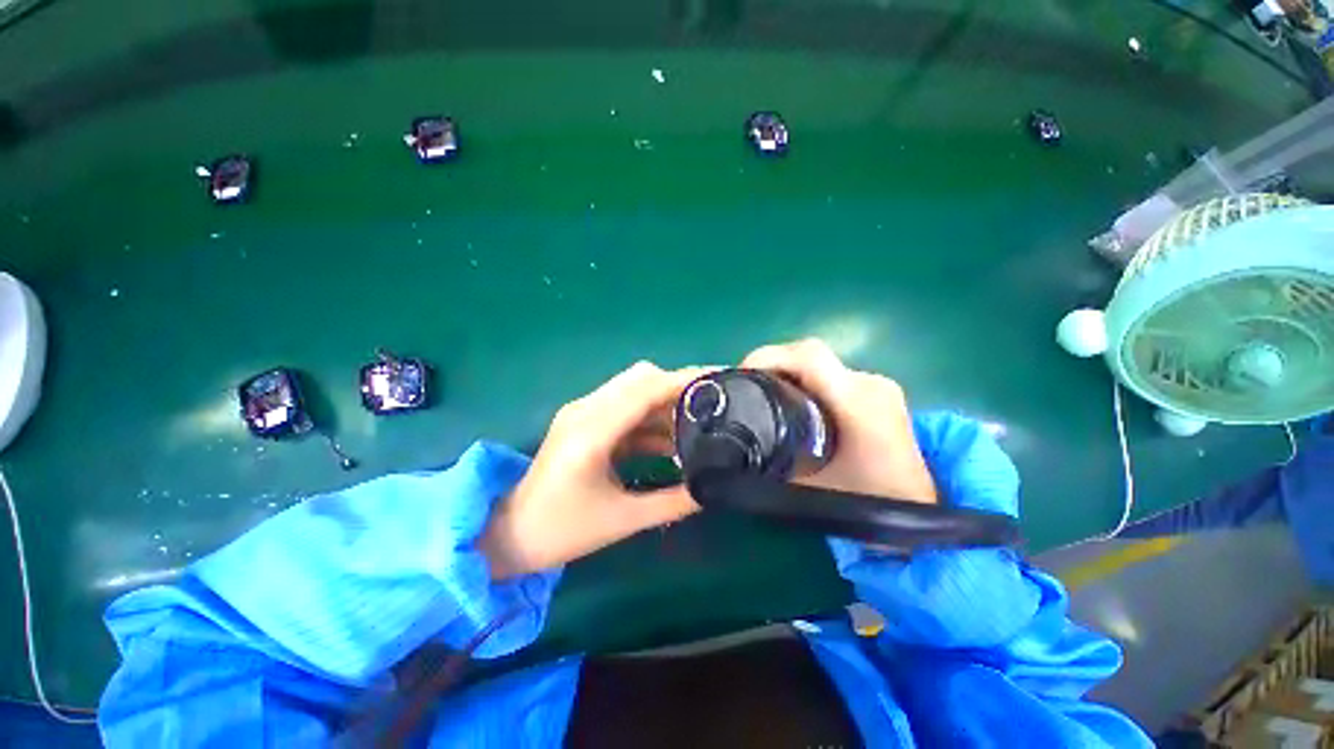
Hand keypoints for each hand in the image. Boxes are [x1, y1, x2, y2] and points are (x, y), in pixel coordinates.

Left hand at [479, 362, 706, 579]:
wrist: (510, 533)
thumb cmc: (562, 531)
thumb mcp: (622, 520)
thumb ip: (671, 503)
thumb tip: (711, 488)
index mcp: (592, 432)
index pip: (646, 389)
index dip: (685, 381)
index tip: (721, 380)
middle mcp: (586, 410)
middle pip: (641, 378)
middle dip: (679, 387)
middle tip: (712, 406)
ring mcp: (582, 412)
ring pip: (634, 389)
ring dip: (665, 403)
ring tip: (697, 425)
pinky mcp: (584, 420)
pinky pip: (625, 407)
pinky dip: (651, 417)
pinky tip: (670, 440)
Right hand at [742, 339, 936, 503]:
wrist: (924, 512)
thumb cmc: (870, 504)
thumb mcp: (811, 485)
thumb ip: (775, 457)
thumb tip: (742, 440)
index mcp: (858, 403)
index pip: (809, 356)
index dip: (768, 356)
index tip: (742, 373)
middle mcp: (871, 384)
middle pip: (810, 355)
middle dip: (772, 364)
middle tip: (747, 389)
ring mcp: (878, 385)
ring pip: (820, 363)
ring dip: (787, 372)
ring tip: (764, 395)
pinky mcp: (878, 391)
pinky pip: (830, 374)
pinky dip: (804, 380)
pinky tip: (792, 402)